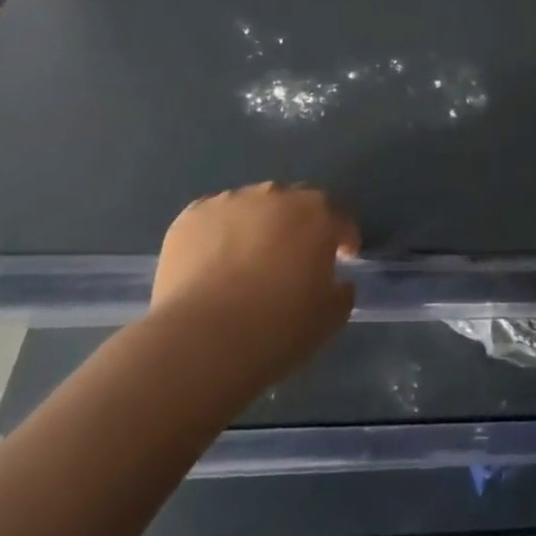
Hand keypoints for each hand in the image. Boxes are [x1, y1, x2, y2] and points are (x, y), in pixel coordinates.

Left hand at [150, 183, 358, 382]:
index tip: (343, 257)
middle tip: (290, 261)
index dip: (343, 237)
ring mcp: (231, 201)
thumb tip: (338, 282)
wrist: (204, 341)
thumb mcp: (328, 319)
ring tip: (243, 265)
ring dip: (255, 228)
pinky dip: (216, 237)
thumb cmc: (278, 329)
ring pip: (251, 208)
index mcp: (317, 214)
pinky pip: (213, 221)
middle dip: (296, 227)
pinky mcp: (192, 216)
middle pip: (294, 204)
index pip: (339, 217)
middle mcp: (276, 195)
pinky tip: (210, 267)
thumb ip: (340, 292)